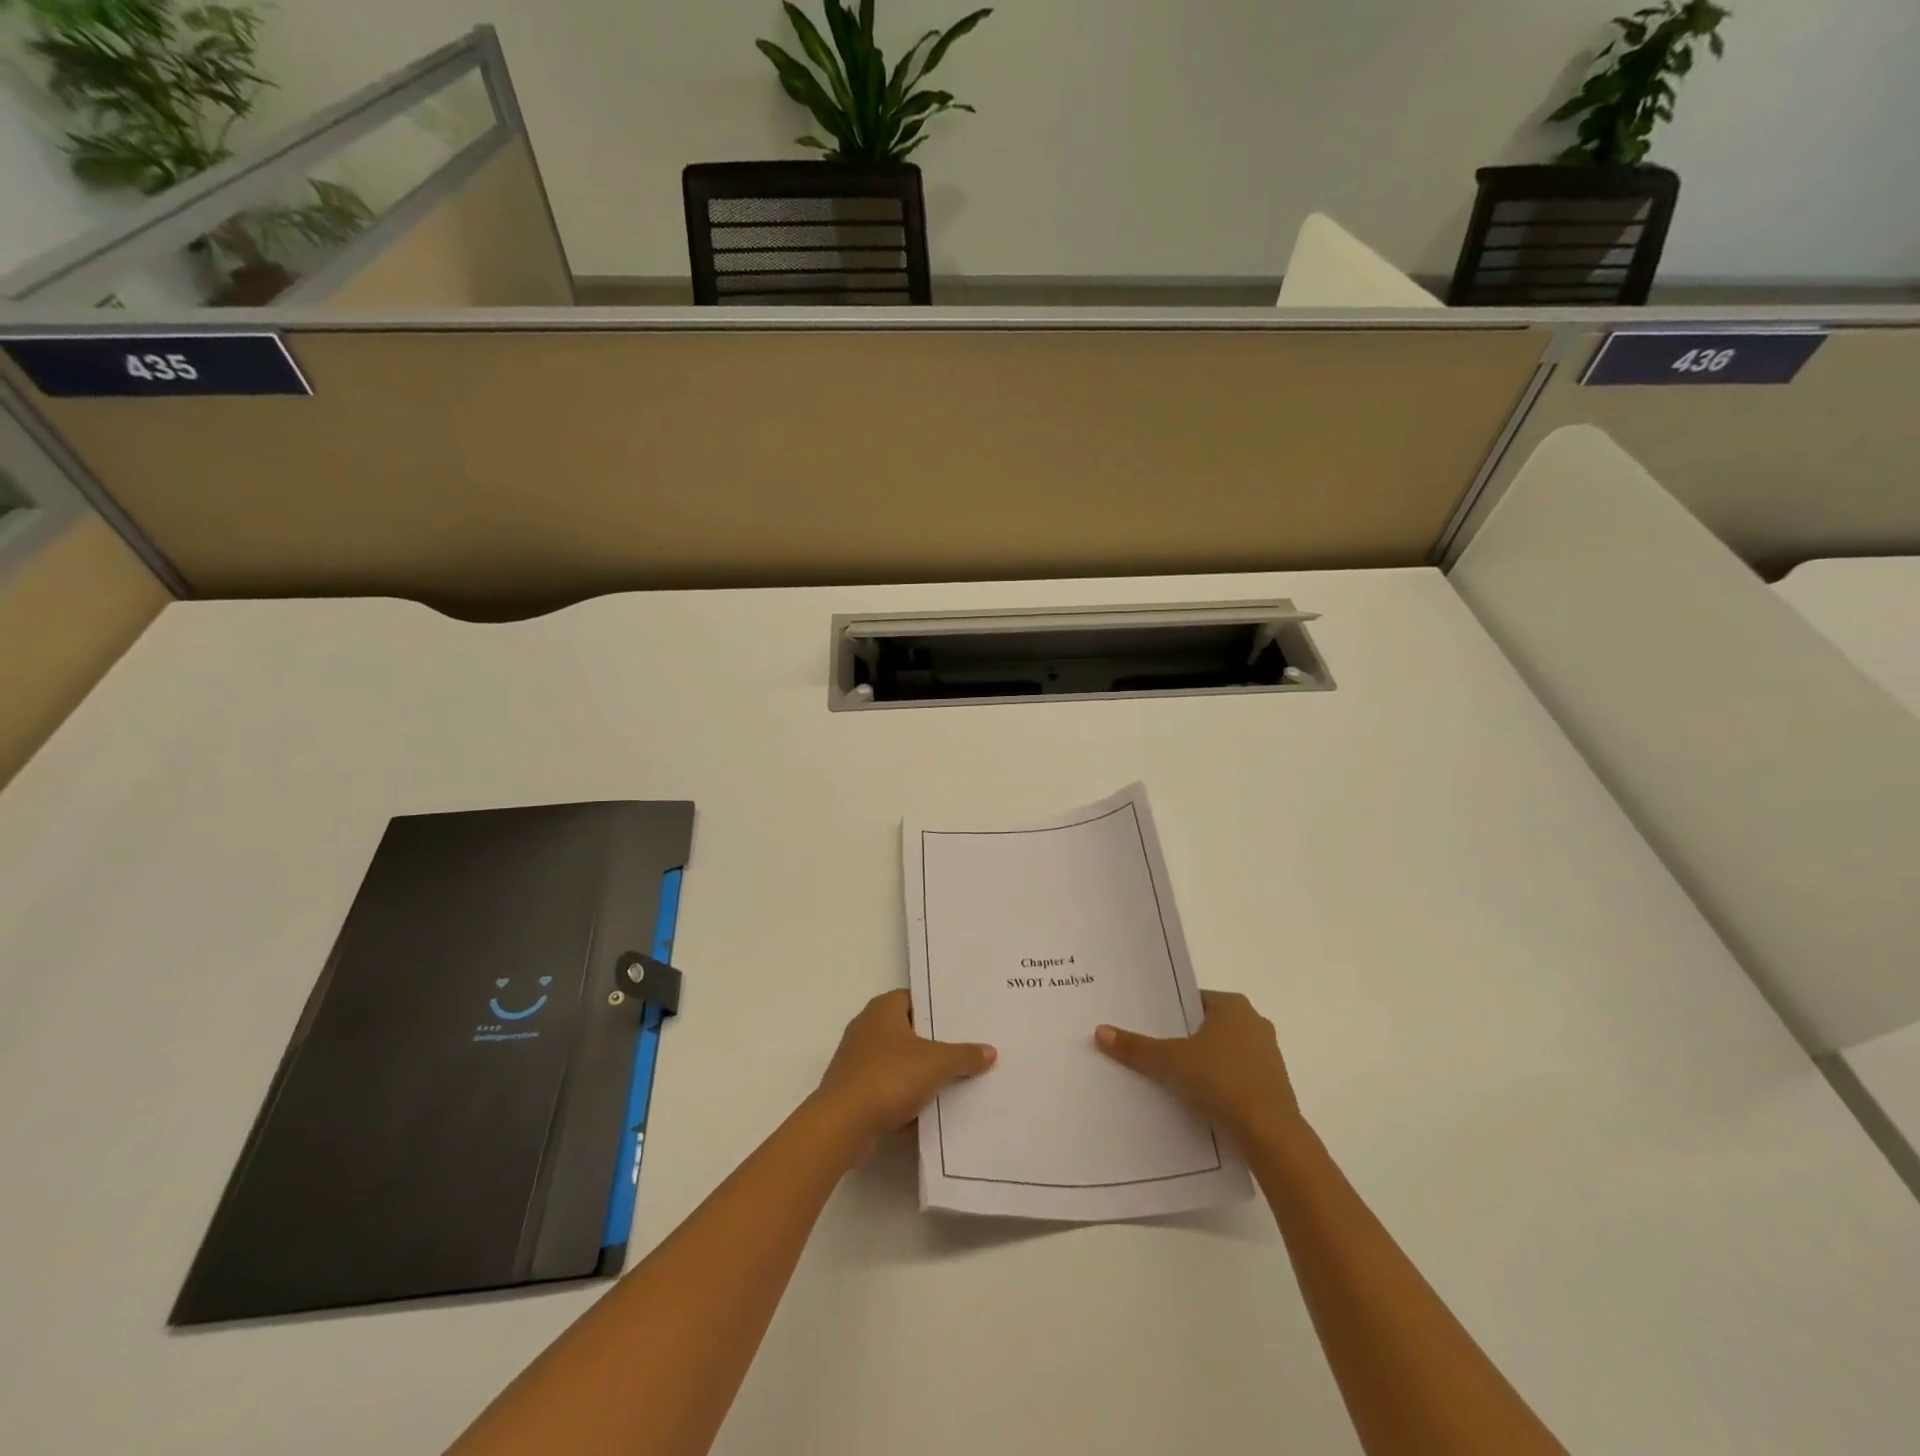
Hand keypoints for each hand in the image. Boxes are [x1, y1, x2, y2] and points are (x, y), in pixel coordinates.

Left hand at [814, 990, 995, 1159]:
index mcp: (883, 1009)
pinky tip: (929, 1110)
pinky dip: (904, 1096)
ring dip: (919, 1072)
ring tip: (954, 1080)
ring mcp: (857, 1059)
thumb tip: (990, 1051)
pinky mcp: (853, 1089)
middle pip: (908, 1030)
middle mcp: (867, 1027)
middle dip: (933, 1042)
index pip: (915, 998)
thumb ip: (964, 1055)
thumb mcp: (937, 1063)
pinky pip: (887, 1087)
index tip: (963, 1020)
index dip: (938, 1007)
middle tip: (965, 1049)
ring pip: (898, 1061)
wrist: (842, 1125)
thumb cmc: (889, 1077)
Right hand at [1095, 991, 1300, 1147]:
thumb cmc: (1221, 1081)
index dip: (1168, 1012)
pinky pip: (1236, 1076)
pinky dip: (1218, 1083)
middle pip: (1207, 1025)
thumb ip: (1137, 1047)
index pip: (1192, 1000)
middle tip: (1152, 1049)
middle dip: (1183, 1037)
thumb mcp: (1171, 1061)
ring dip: (1202, 1062)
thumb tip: (1100, 1031)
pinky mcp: (1272, 1085)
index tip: (1147, 1025)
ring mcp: (1267, 1055)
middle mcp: (1254, 1023)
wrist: (1271, 1134)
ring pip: (1223, 1052)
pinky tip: (1197, 1098)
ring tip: (1170, 1076)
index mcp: (1233, 1006)